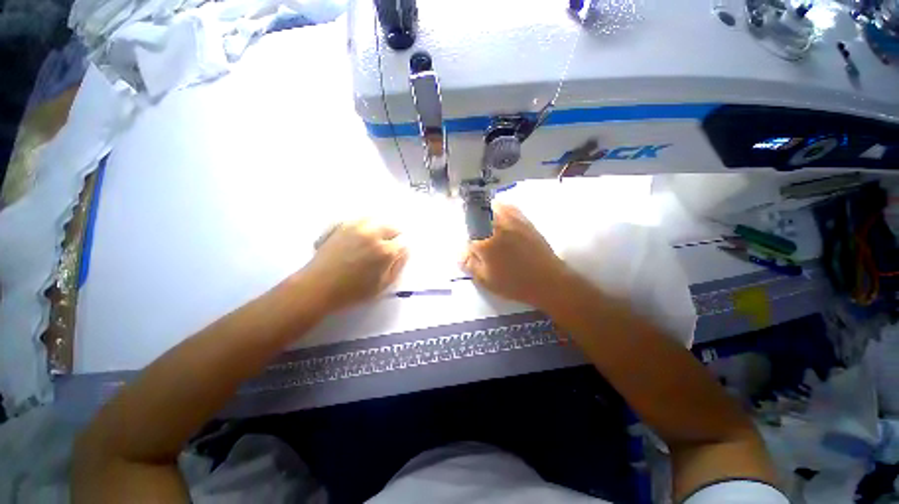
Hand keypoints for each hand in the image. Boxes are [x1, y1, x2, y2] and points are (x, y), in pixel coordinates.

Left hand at [302, 220, 408, 312]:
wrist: (317, 287)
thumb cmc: (352, 291)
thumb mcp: (382, 285)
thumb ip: (398, 266)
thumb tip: (405, 252)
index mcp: (385, 250)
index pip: (403, 242)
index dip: (402, 250)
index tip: (396, 256)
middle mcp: (373, 234)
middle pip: (392, 227)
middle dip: (394, 237)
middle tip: (387, 248)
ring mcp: (355, 227)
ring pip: (377, 220)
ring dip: (380, 228)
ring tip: (374, 240)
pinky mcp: (341, 225)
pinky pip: (360, 220)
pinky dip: (365, 225)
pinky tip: (360, 236)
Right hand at [461, 203, 567, 307]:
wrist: (548, 280)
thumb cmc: (515, 284)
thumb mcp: (486, 280)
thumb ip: (470, 264)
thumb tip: (460, 253)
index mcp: (485, 243)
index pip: (467, 235)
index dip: (466, 241)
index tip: (469, 248)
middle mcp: (496, 227)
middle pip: (478, 214)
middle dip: (473, 221)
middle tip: (476, 232)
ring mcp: (512, 221)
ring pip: (492, 206)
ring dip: (485, 211)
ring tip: (485, 221)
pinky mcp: (525, 221)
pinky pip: (509, 207)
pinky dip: (501, 208)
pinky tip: (501, 216)